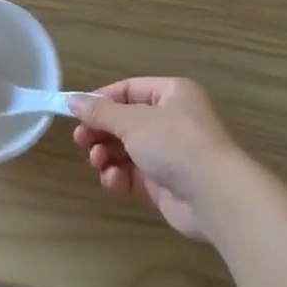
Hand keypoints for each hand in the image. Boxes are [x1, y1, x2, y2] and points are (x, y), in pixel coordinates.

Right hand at [71, 77, 249, 240]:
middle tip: (81, 142)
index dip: (102, 100)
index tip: (76, 113)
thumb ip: (100, 112)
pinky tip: (114, 180)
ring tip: (98, 162)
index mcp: (171, 94)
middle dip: (101, 132)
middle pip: (125, 121)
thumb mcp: (133, 122)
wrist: (214, 196)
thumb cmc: (175, 144)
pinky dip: (120, 176)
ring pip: (126, 149)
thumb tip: (72, 100)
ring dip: (107, 155)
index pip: (129, 90)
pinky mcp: (165, 183)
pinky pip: (134, 174)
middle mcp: (172, 120)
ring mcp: (169, 153)